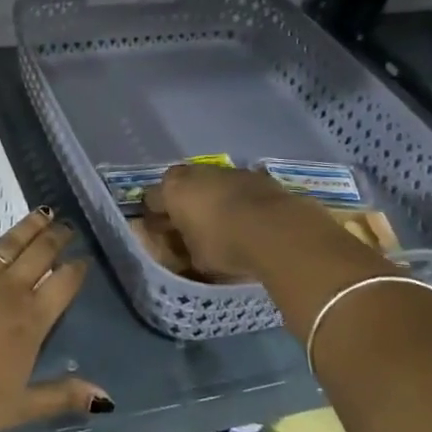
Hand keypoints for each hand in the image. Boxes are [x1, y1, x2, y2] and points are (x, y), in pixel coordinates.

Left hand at [0, 208, 108, 431]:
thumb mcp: (18, 409)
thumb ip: (61, 397)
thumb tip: (106, 396)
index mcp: (30, 321)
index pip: (62, 286)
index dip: (75, 270)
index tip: (84, 258)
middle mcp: (6, 292)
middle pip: (38, 256)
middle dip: (55, 238)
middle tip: (66, 224)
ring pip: (6, 246)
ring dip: (25, 229)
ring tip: (40, 213)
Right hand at [145, 162, 393, 289]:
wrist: (280, 230)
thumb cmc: (225, 244)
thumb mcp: (195, 260)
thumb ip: (182, 251)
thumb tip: (178, 251)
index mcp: (172, 189)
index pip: (150, 201)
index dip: (155, 219)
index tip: (162, 236)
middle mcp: (195, 172)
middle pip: (180, 186)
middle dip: (182, 204)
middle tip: (189, 229)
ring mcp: (228, 171)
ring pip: (210, 184)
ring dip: (211, 200)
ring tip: (221, 226)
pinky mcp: (256, 176)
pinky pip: (237, 189)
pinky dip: (237, 201)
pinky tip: (246, 222)